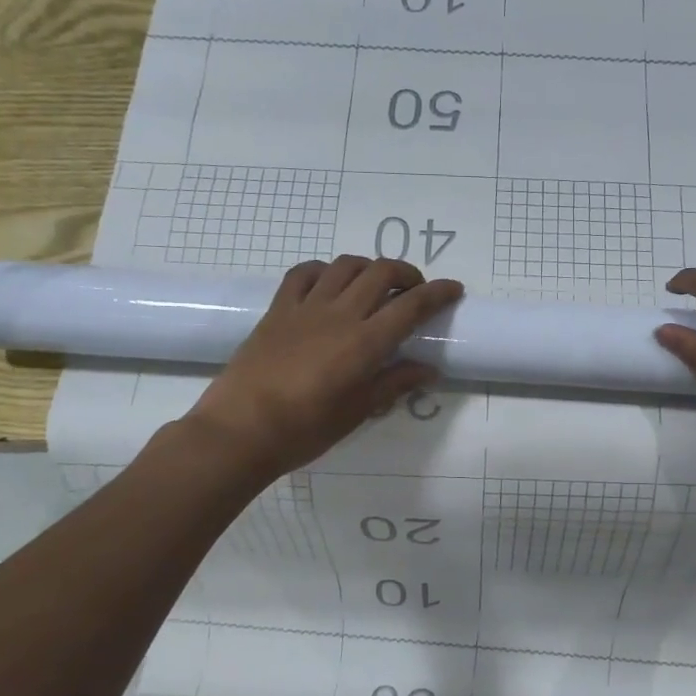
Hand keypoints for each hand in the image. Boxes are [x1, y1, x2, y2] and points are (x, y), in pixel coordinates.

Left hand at [183, 257, 462, 482]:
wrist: (241, 430)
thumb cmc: (305, 429)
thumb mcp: (358, 411)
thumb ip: (394, 384)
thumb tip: (428, 370)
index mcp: (365, 343)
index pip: (411, 306)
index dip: (438, 293)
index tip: (454, 289)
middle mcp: (339, 314)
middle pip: (381, 272)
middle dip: (407, 273)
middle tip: (414, 290)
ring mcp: (306, 307)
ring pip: (345, 265)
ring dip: (369, 267)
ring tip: (375, 284)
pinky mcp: (278, 309)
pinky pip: (304, 273)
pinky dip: (325, 270)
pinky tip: (330, 283)